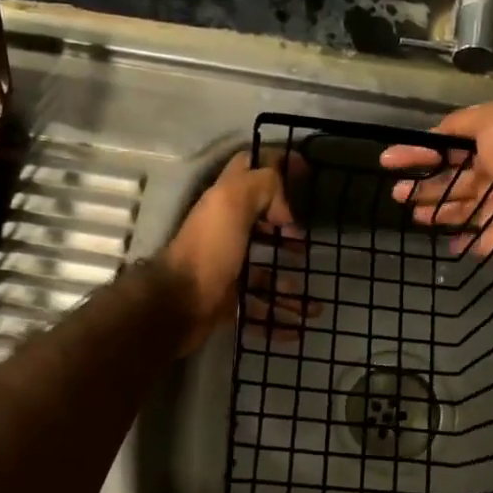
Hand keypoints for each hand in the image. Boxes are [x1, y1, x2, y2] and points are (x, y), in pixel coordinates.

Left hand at [158, 150, 306, 351]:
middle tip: (309, 241)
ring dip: (290, 284)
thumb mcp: (233, 203)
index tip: (308, 173)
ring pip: (266, 273)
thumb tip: (286, 208)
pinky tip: (299, 329)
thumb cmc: (209, 250)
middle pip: (262, 224)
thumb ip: (263, 186)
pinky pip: (260, 308)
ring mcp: (228, 269)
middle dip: (290, 231)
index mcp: (225, 203)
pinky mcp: (229, 301)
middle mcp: (226, 232)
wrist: (178, 305)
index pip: (251, 169)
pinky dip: (280, 318)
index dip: (278, 164)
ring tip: (313, 302)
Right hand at [379, 104, 492, 267]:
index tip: (388, 160)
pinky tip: (442, 239)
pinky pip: (476, 240)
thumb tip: (435, 132)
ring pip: (460, 209)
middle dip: (423, 184)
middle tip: (395, 192)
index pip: (449, 147)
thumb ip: (461, 123)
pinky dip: (459, 240)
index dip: (418, 151)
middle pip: (452, 180)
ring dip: (434, 210)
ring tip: (409, 213)